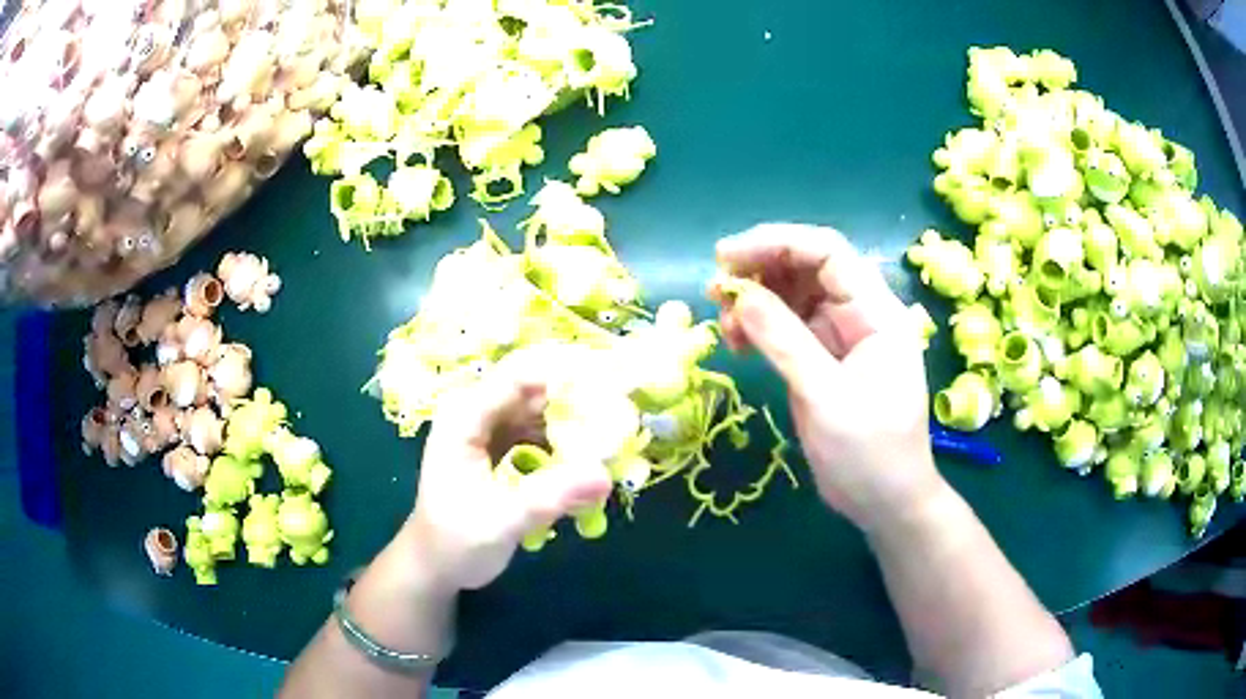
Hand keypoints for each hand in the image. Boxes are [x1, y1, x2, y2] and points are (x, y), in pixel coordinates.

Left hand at [401, 359, 613, 591]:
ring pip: (543, 412)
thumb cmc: (455, 542)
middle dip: (579, 399)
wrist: (436, 566)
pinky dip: (568, 443)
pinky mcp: (504, 448)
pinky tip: (593, 458)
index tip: (612, 382)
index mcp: (465, 418)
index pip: (520, 376)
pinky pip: (543, 434)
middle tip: (625, 414)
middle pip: (536, 391)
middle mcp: (478, 414)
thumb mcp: (501, 522)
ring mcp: (491, 431)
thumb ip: (550, 497)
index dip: (564, 374)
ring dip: (577, 422)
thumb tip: (605, 475)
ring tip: (617, 436)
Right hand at [711, 223, 943, 531]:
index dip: (776, 242)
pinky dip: (758, 327)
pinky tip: (737, 342)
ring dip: (754, 300)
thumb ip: (785, 342)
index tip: (726, 256)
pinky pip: (785, 327)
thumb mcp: (827, 398)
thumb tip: (739, 294)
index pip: (828, 252)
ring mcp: (839, 335)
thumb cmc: (870, 454)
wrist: (885, 502)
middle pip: (806, 267)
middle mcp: (859, 314)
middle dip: (759, 270)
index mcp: (877, 313)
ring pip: (791, 295)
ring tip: (724, 323)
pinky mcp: (821, 358)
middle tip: (715, 290)